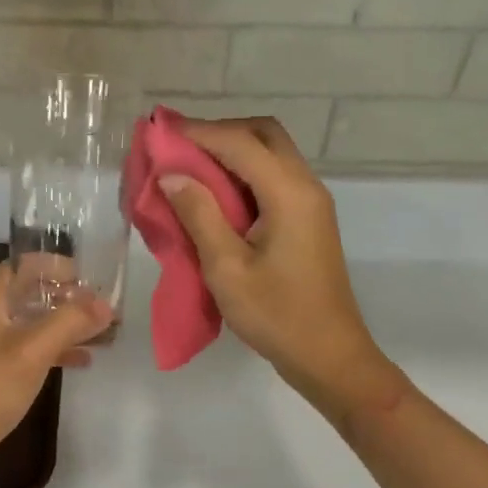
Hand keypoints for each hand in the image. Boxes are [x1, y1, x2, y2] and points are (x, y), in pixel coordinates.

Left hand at [0, 263, 112, 487]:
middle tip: (109, 308)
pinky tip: (82, 362)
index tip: (96, 279)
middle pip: (33, 293)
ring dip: (66, 325)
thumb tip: (106, 304)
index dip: (60, 266)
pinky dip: (55, 350)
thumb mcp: (30, 353)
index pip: (26, 265)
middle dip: (70, 297)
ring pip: (34, 323)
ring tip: (106, 333)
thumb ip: (68, 323)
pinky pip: (30, 350)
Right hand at [162, 117, 402, 415]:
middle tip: (179, 148)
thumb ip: (199, 215)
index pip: (240, 142)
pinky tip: (215, 194)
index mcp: (289, 193)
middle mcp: (306, 186)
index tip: (160, 131)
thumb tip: (172, 175)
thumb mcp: (227, 268)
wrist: (328, 355)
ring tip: (190, 167)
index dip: (198, 133)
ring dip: (232, 152)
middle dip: (220, 133)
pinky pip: (274, 179)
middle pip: (264, 135)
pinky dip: (243, 174)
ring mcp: (311, 203)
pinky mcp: (308, 221)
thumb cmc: (276, 315)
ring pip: (271, 155)